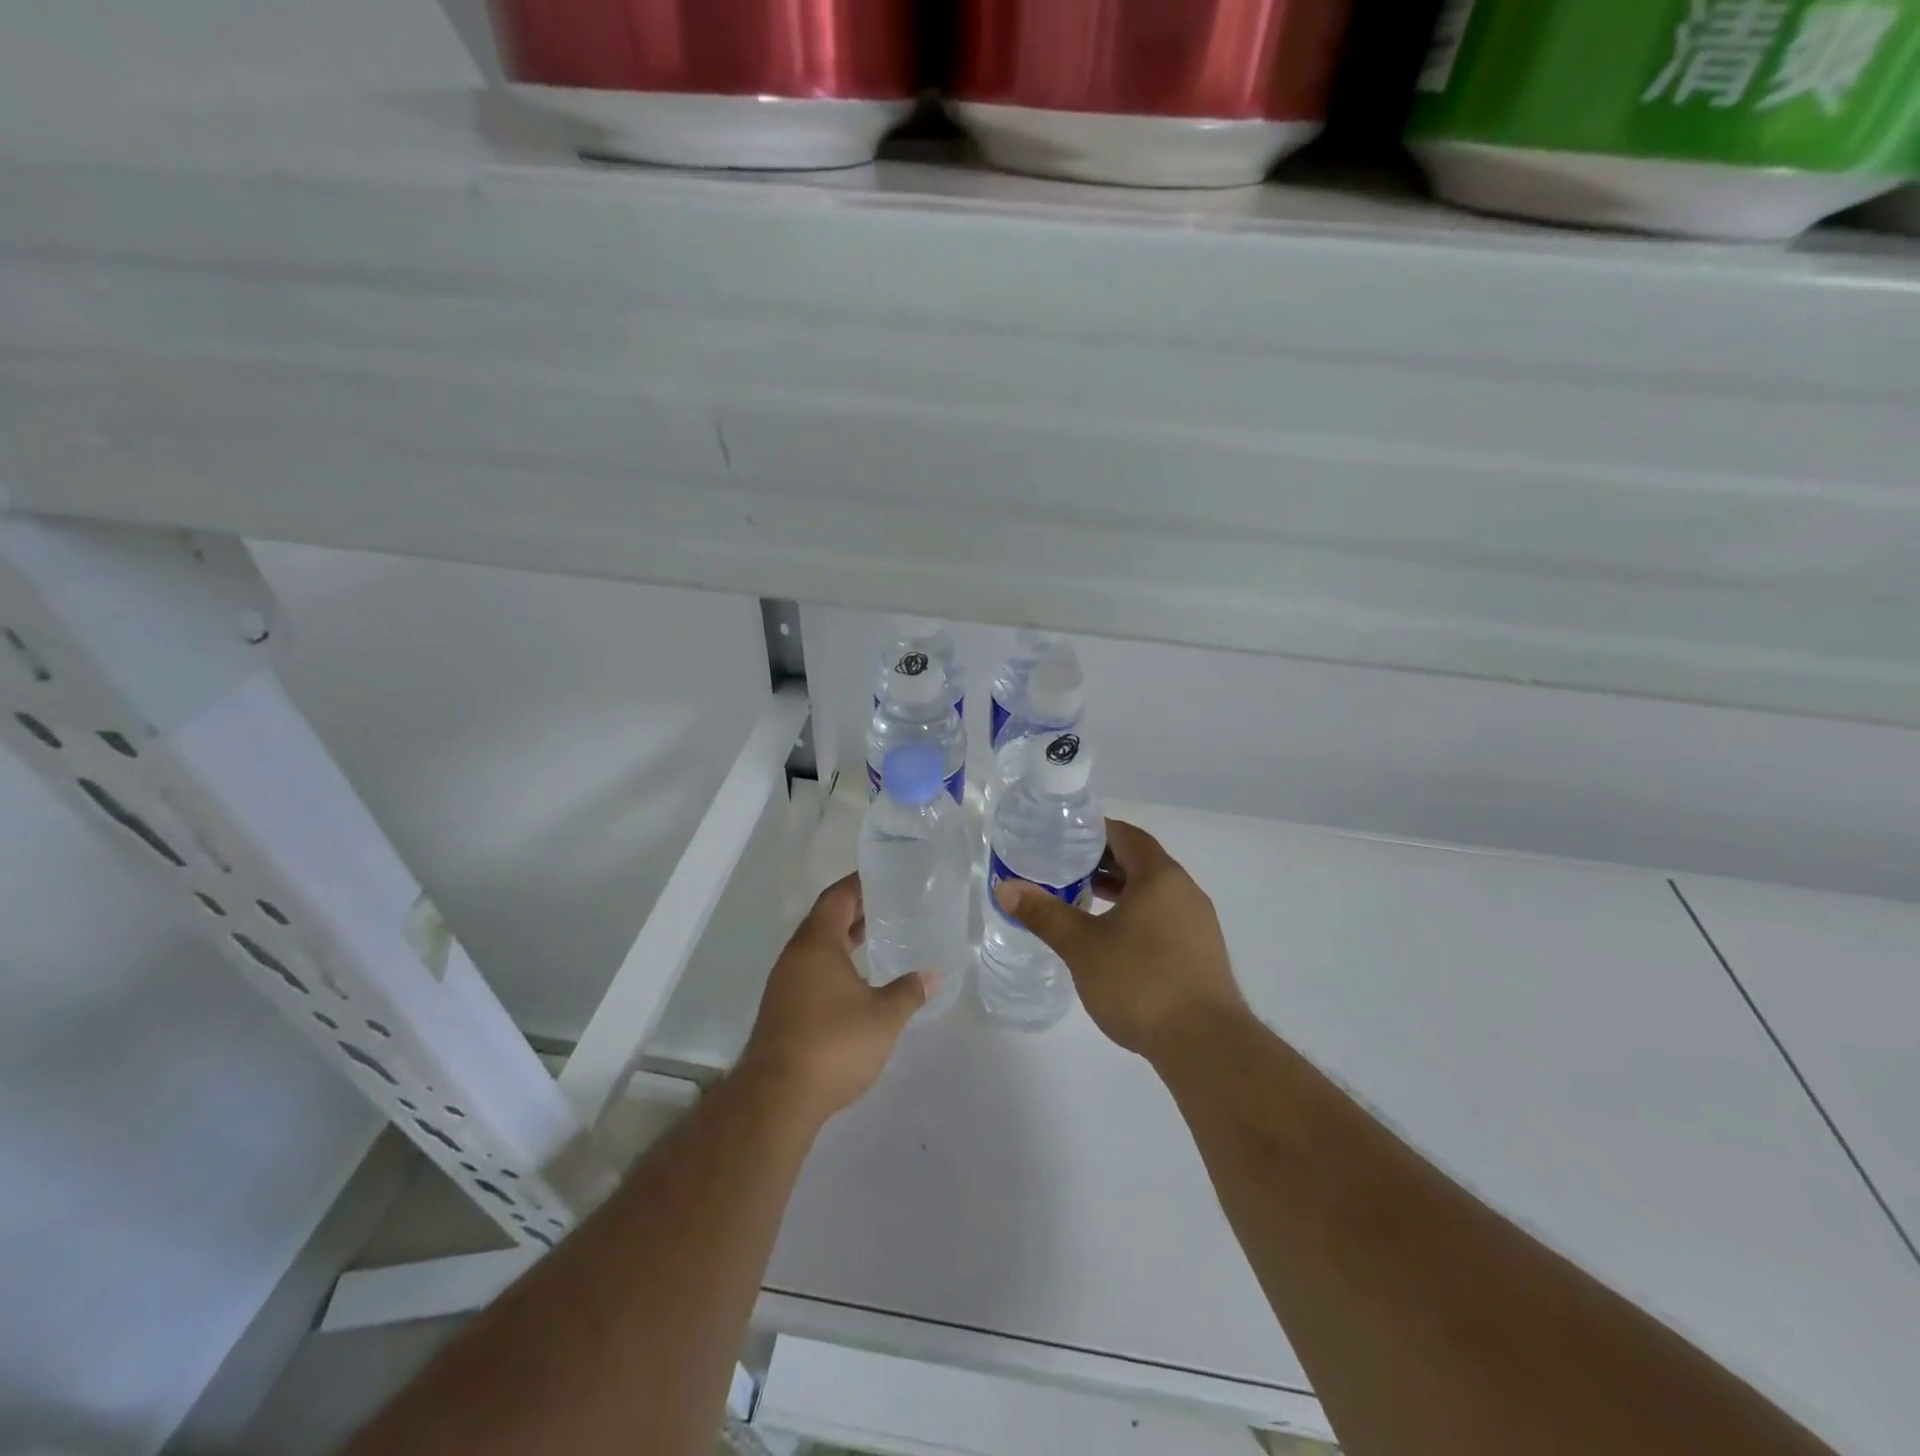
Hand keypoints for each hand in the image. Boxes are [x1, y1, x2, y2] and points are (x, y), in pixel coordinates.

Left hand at [738, 874, 932, 1122]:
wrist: (777, 1097)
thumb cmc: (833, 1044)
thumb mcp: (883, 1017)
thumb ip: (908, 991)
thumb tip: (932, 975)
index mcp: (817, 944)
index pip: (837, 898)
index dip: (858, 884)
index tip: (884, 876)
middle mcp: (796, 956)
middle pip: (825, 919)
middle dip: (854, 910)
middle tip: (889, 904)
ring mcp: (785, 983)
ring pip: (817, 948)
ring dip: (844, 939)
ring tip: (877, 937)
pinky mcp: (782, 1009)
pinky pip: (811, 971)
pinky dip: (835, 964)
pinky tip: (857, 981)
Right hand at [995, 819, 1246, 1062]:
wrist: (1205, 1044)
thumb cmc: (1140, 981)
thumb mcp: (1082, 946)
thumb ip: (1044, 913)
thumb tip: (1006, 887)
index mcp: (1160, 876)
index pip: (1126, 835)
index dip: (1095, 832)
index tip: (1064, 838)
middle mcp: (1185, 891)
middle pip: (1141, 862)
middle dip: (1102, 863)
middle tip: (1064, 870)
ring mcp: (1198, 924)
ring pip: (1153, 893)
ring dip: (1119, 892)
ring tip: (1082, 903)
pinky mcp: (1202, 954)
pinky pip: (1164, 919)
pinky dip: (1136, 916)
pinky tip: (1112, 942)